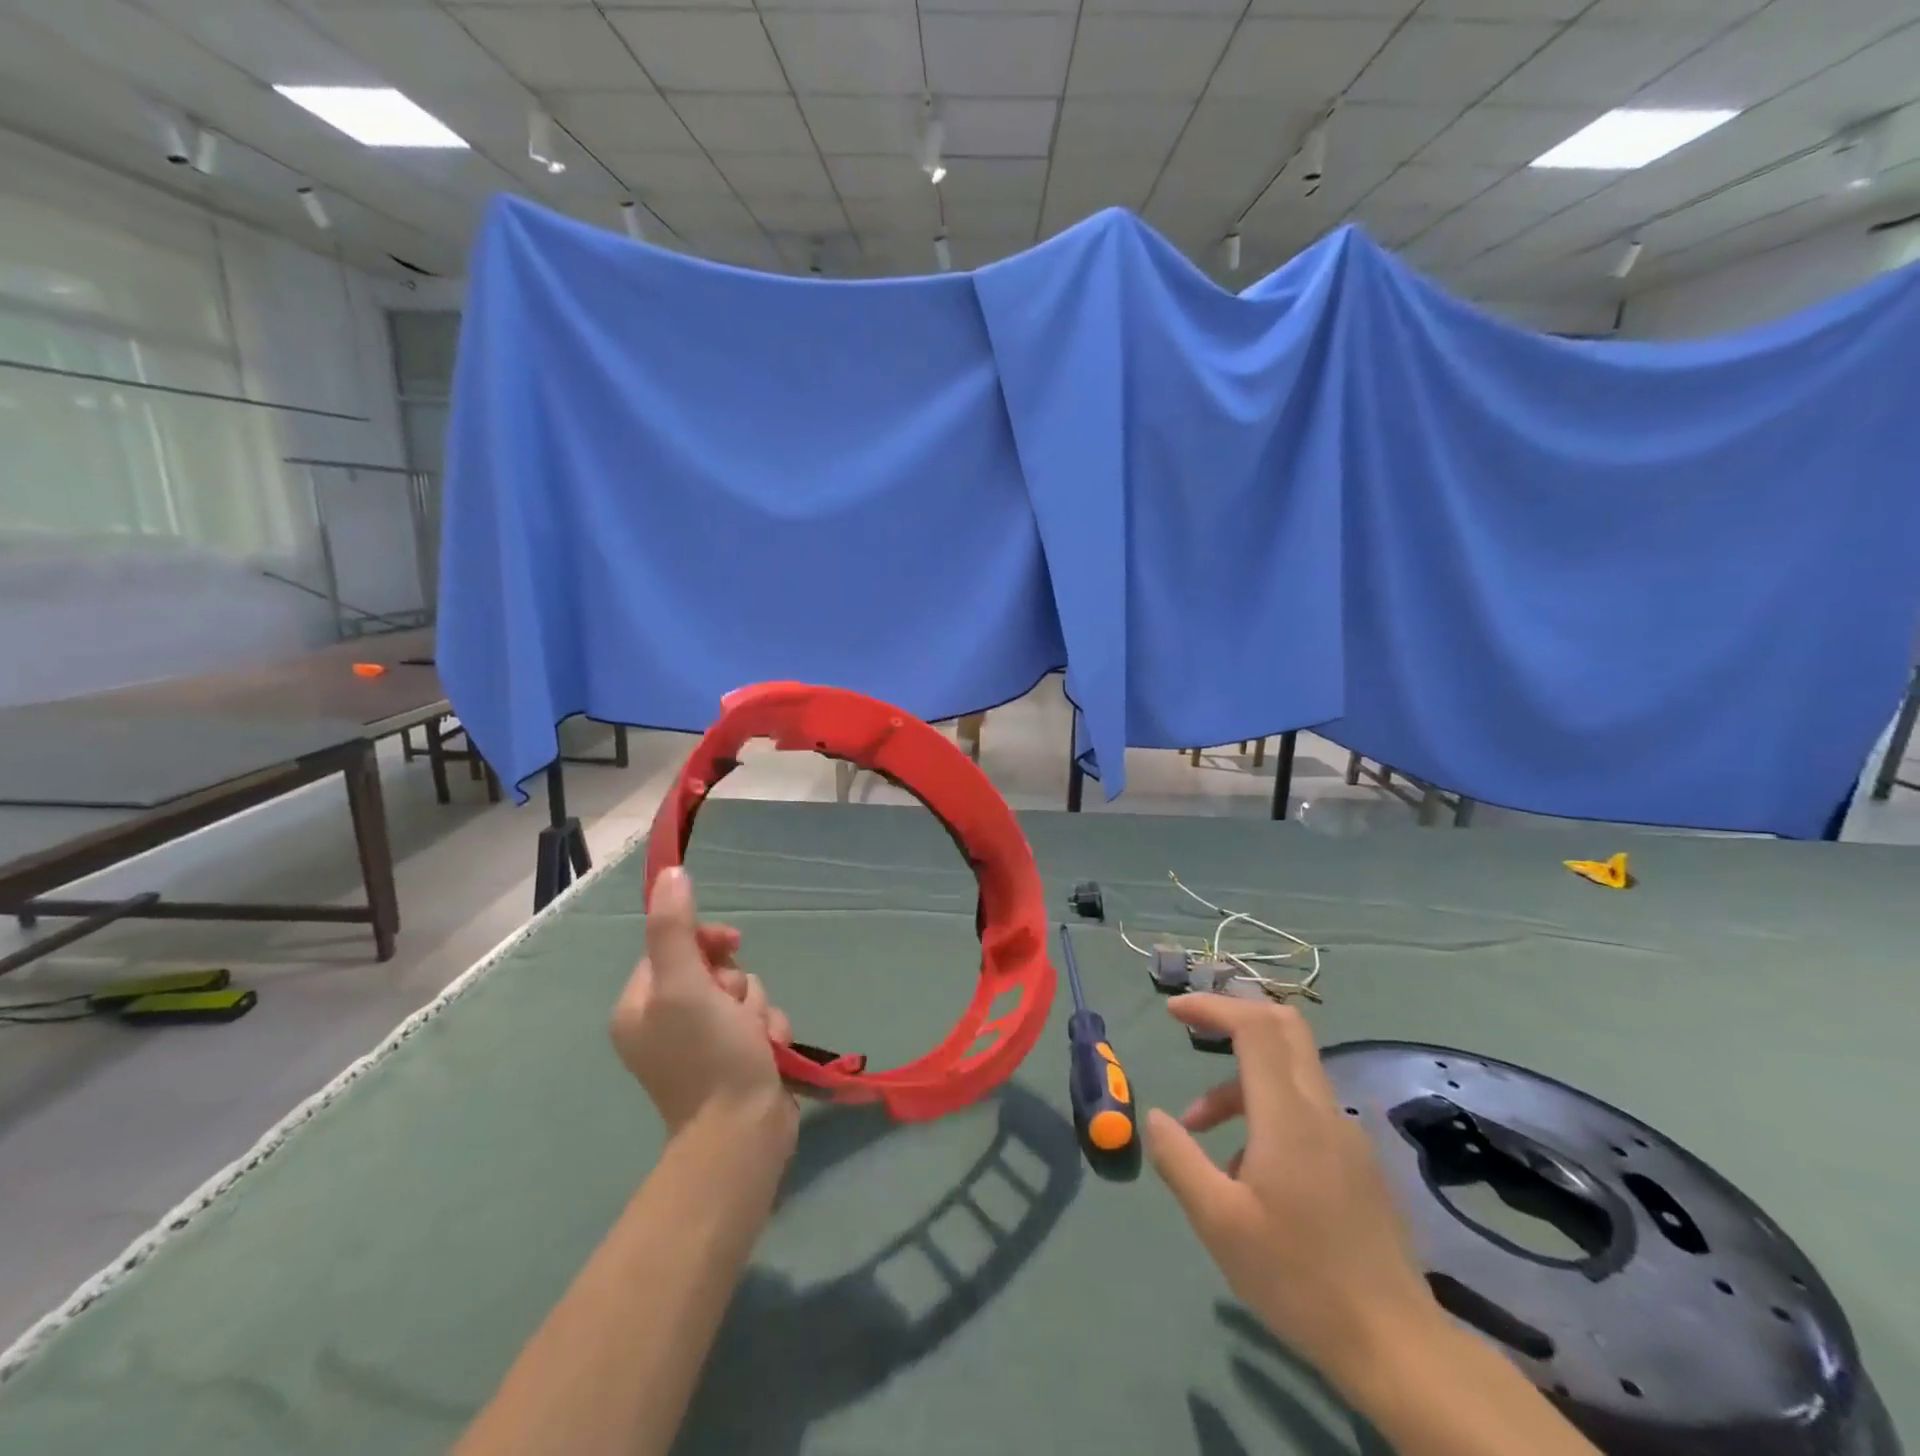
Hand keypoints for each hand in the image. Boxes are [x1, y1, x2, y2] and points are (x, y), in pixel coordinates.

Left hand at [611, 867, 796, 1138]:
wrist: (742, 1134)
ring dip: (758, 1007)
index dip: (707, 942)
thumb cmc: (708, 1056)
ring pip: (744, 992)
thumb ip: (675, 928)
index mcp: (640, 1004)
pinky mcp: (734, 1057)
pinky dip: (768, 1029)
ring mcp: (701, 1042)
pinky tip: (769, 1052)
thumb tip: (671, 872)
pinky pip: (758, 1018)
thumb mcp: (685, 985)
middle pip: (714, 969)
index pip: (675, 946)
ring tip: (756, 1038)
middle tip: (738, 1010)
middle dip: (738, 984)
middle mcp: (666, 1021)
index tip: (732, 946)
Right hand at [1145, 995, 1439, 1384]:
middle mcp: (1323, 1110)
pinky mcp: (1356, 1161)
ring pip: (1288, 1073)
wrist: (1395, 1346)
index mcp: (1290, 1116)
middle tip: (1191, 1027)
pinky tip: (1246, 1171)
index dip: (1212, 1006)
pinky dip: (1263, 1110)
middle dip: (1233, 1016)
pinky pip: (1303, 1109)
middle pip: (1284, 1028)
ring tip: (1198, 1132)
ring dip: (1238, 1082)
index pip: (1255, 1026)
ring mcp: (1346, 1135)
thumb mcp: (1218, 1222)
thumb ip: (1179, 1160)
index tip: (1174, 1011)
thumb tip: (1156, 1117)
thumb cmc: (1298, 1278)